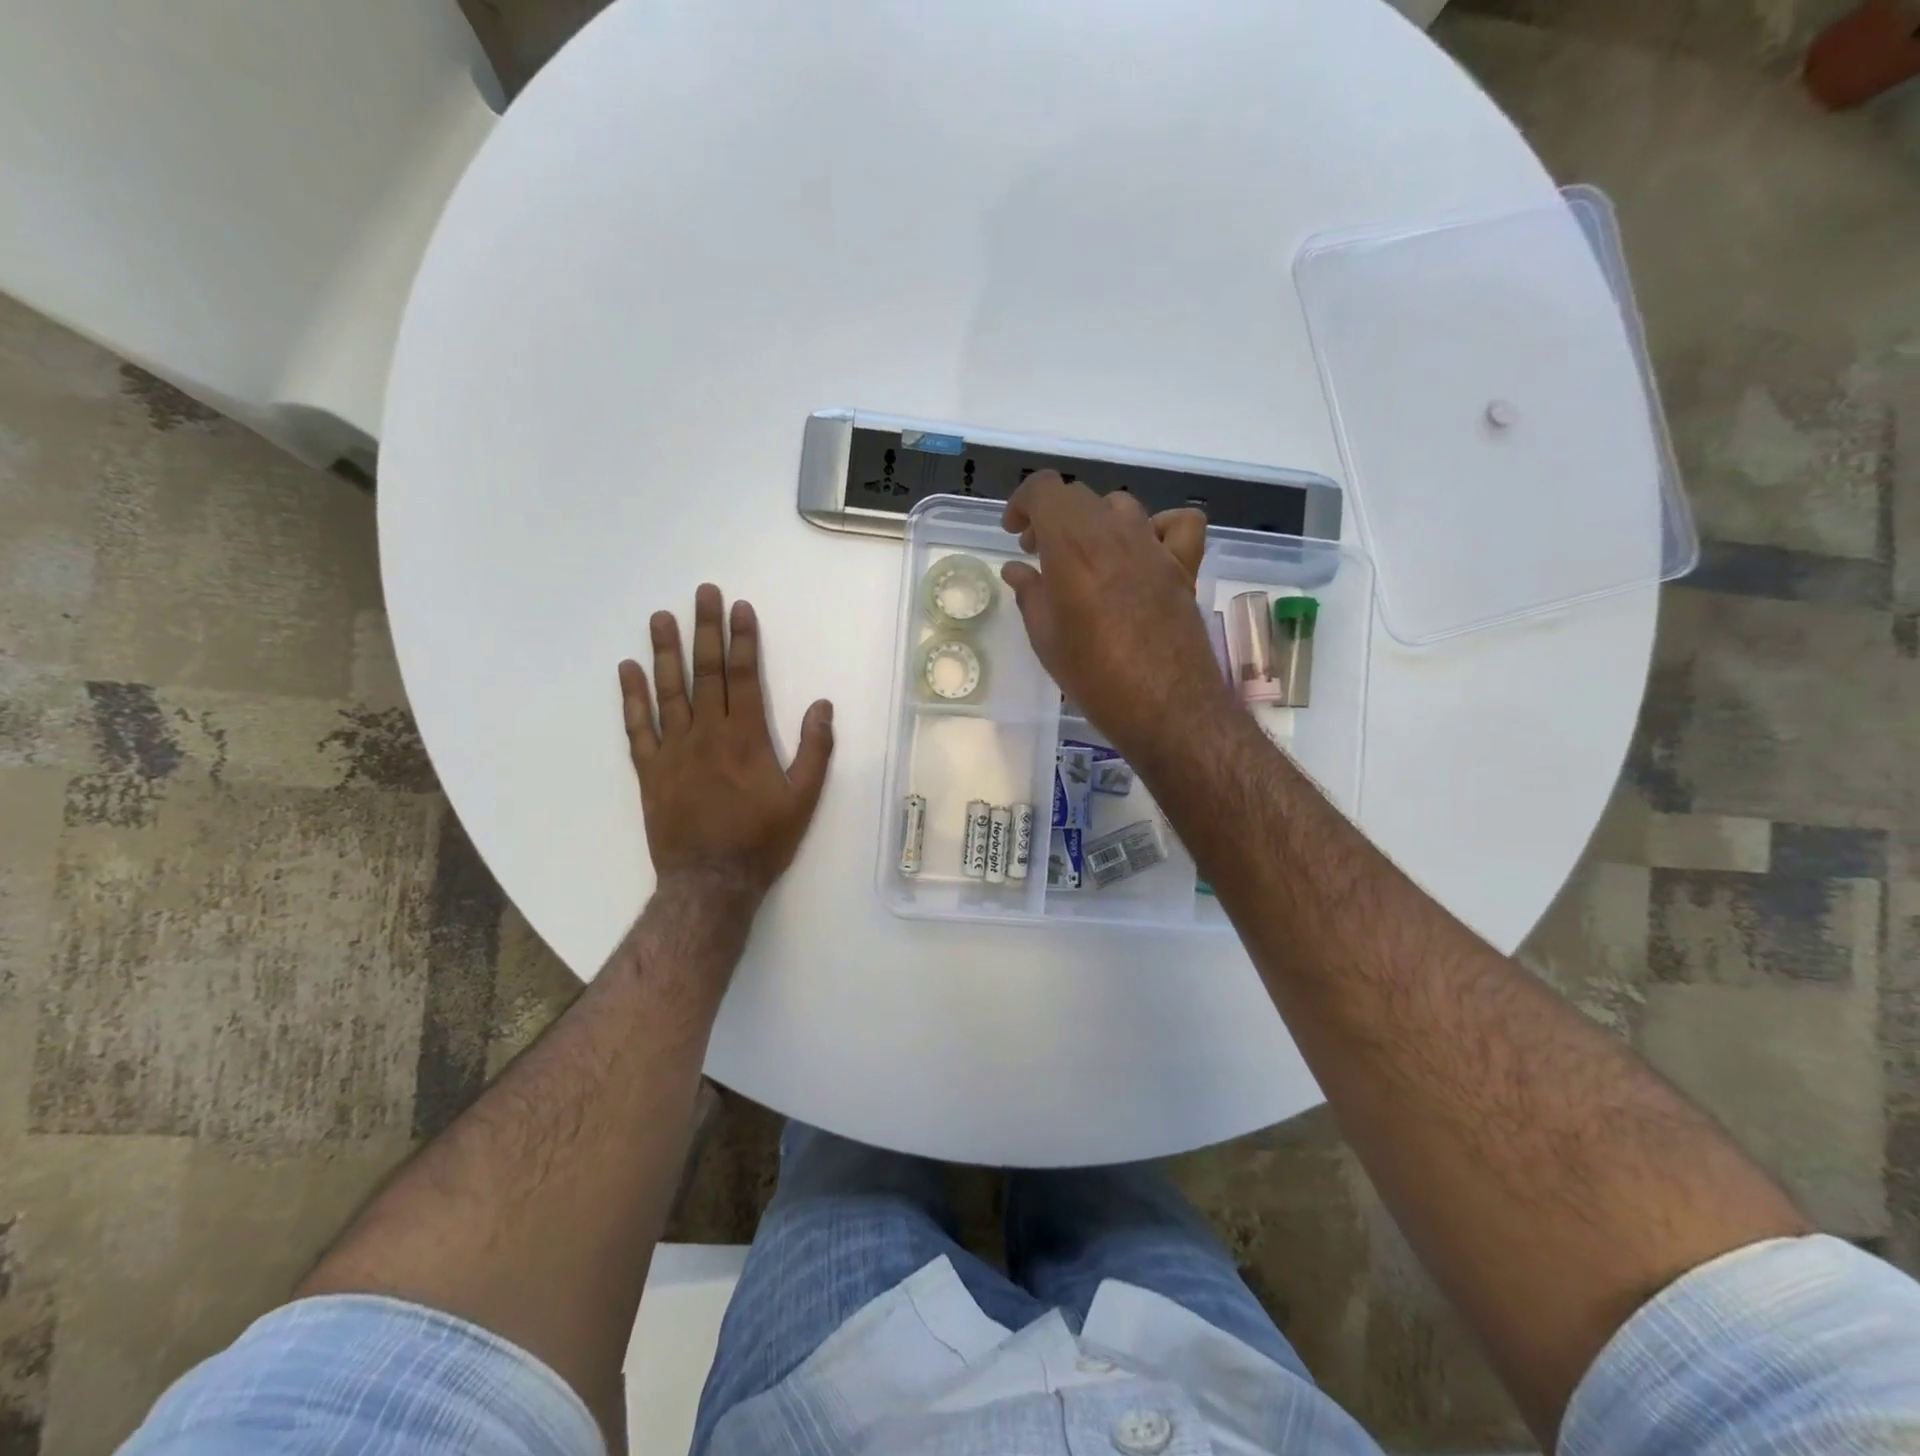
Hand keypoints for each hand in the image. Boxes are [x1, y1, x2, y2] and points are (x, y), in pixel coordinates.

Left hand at [618, 584, 833, 903]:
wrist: (711, 881)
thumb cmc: (763, 840)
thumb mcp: (804, 798)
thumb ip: (815, 750)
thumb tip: (822, 704)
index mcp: (746, 737)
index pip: (743, 676)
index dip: (742, 639)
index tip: (739, 607)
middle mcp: (707, 734)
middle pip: (706, 672)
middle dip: (706, 629)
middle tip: (702, 593)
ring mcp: (674, 750)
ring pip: (668, 691)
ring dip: (664, 651)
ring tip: (660, 617)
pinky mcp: (650, 770)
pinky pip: (638, 727)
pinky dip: (632, 697)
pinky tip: (627, 670)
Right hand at [1001, 473, 1230, 767]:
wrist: (1166, 707)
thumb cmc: (1094, 677)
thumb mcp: (1046, 639)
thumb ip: (1030, 594)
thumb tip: (1017, 569)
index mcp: (1073, 546)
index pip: (1045, 490)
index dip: (1024, 502)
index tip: (1014, 533)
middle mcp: (1115, 534)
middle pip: (1080, 497)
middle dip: (1052, 516)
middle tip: (1038, 552)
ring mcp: (1154, 547)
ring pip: (1121, 506)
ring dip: (1095, 521)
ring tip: (1084, 555)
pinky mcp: (1184, 567)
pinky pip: (1177, 524)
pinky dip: (1157, 527)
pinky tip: (1143, 553)